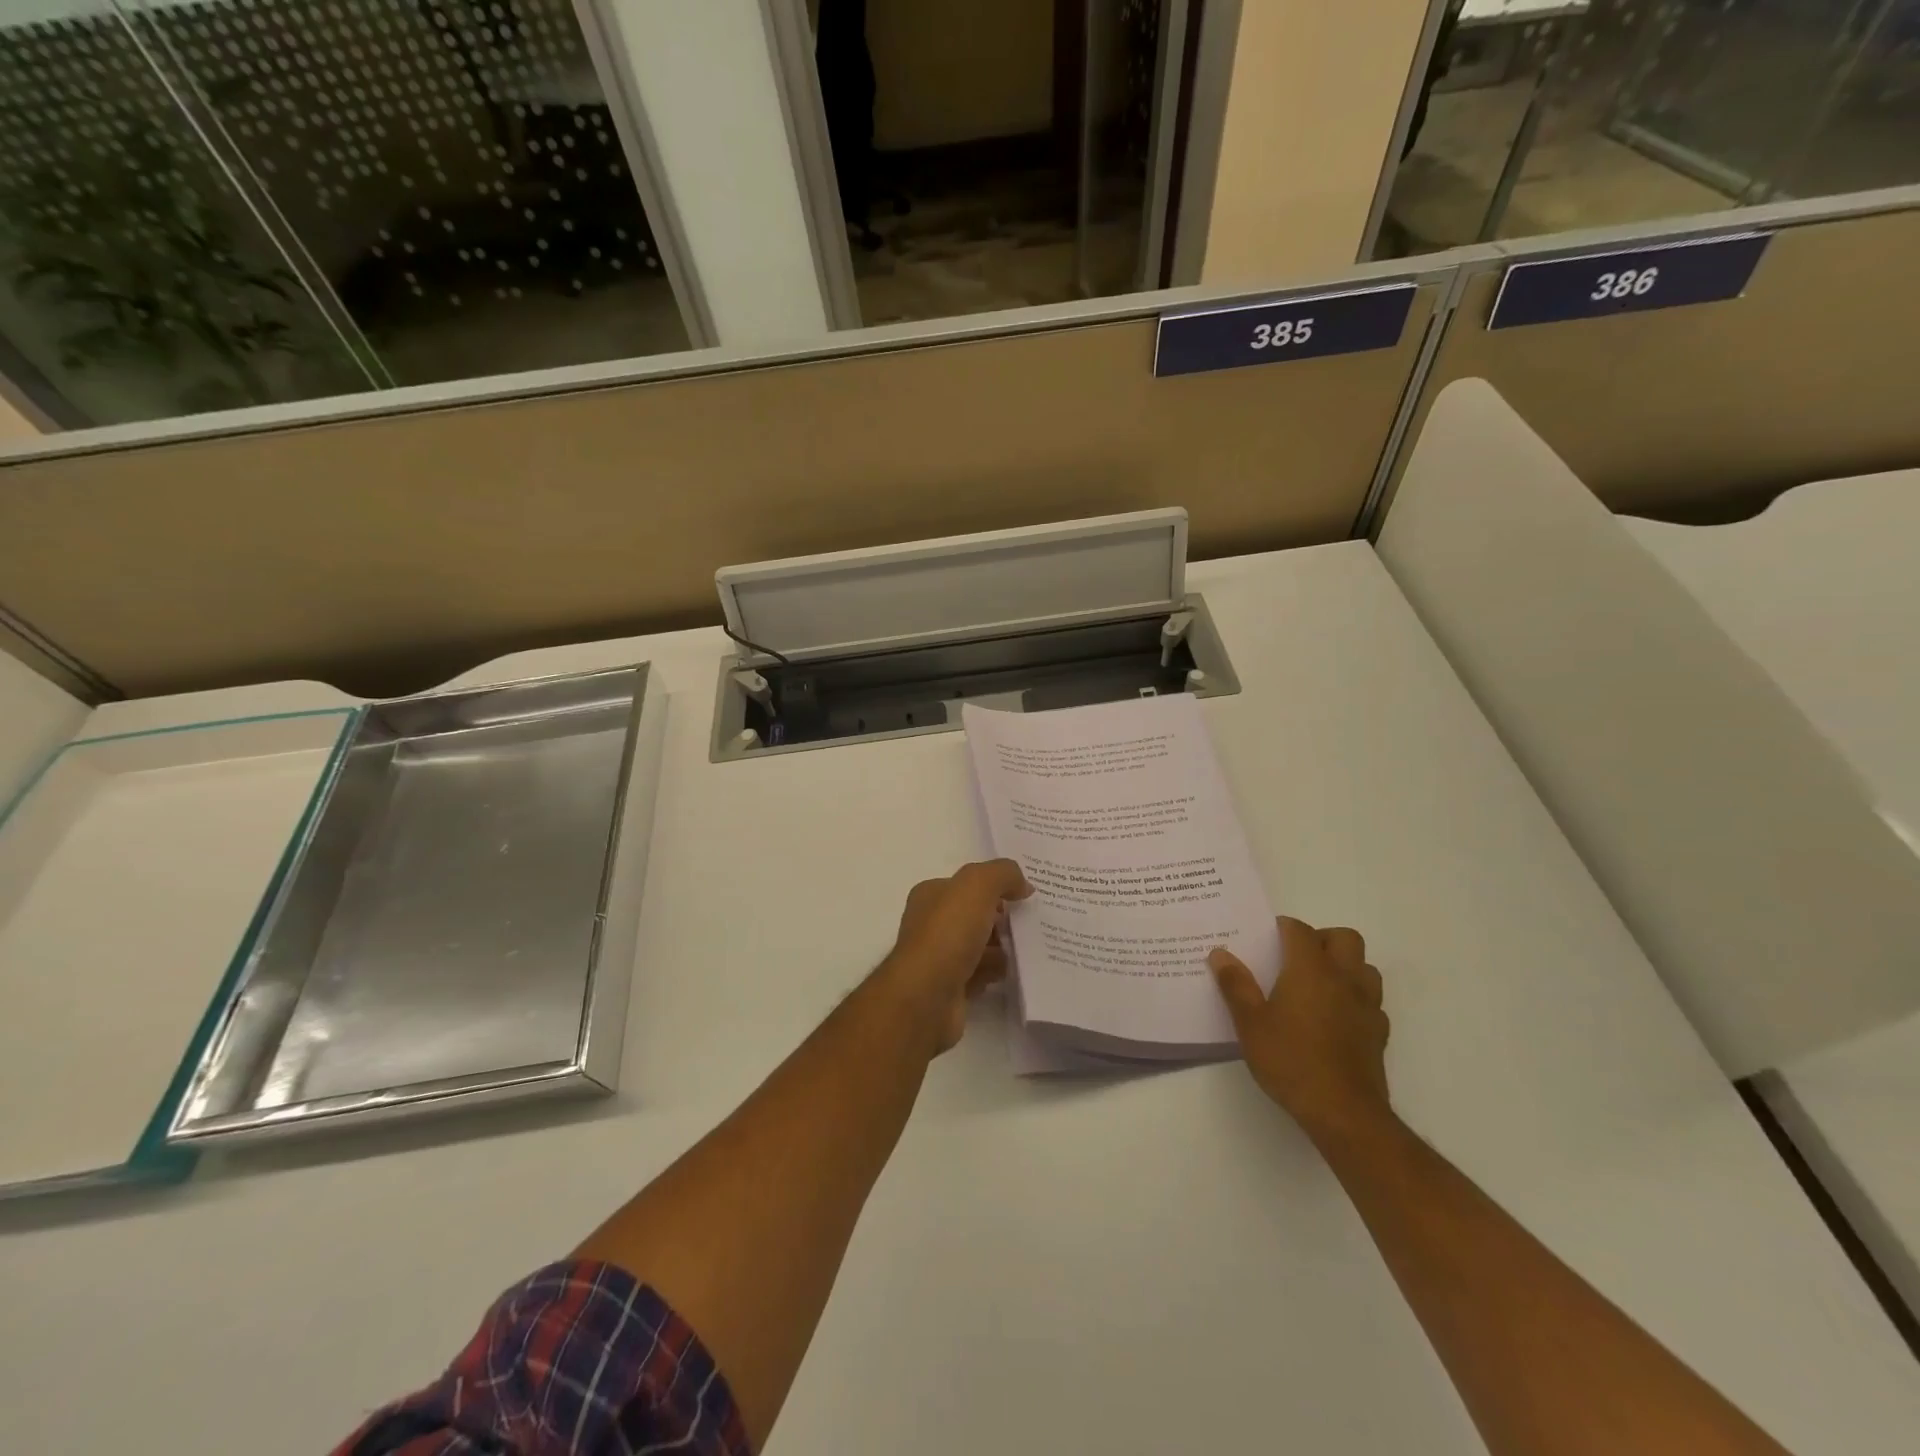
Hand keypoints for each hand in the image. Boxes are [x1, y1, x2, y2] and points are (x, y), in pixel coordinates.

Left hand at [879, 859, 1032, 1054]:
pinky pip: (980, 974)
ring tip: (1022, 951)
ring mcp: (939, 957)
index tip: (1023, 897)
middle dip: (1001, 920)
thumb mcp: (978, 886)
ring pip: (980, 946)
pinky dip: (994, 973)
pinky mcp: (950, 988)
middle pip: (975, 916)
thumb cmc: (948, 933)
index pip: (967, 885)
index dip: (995, 888)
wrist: (926, 997)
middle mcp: (931, 924)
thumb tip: (1023, 885)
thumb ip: (1003, 874)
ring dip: (1001, 949)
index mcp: (931, 895)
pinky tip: (1006, 974)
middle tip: (1027, 926)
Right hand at [1210, 917, 1391, 1145]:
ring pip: (1365, 967)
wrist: (1343, 1113)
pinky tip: (1335, 1018)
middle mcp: (1344, 979)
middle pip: (1344, 938)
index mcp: (1311, 969)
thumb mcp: (1250, 1023)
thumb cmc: (1291, 1060)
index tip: (1265, 938)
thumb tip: (1220, 953)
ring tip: (1318, 984)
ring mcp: (1367, 1006)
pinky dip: (1355, 999)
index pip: (1300, 930)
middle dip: (1321, 939)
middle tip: (1295, 957)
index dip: (1282, 928)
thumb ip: (1235, 984)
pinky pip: (1371, 1001)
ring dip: (1345, 966)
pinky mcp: (1379, 1033)